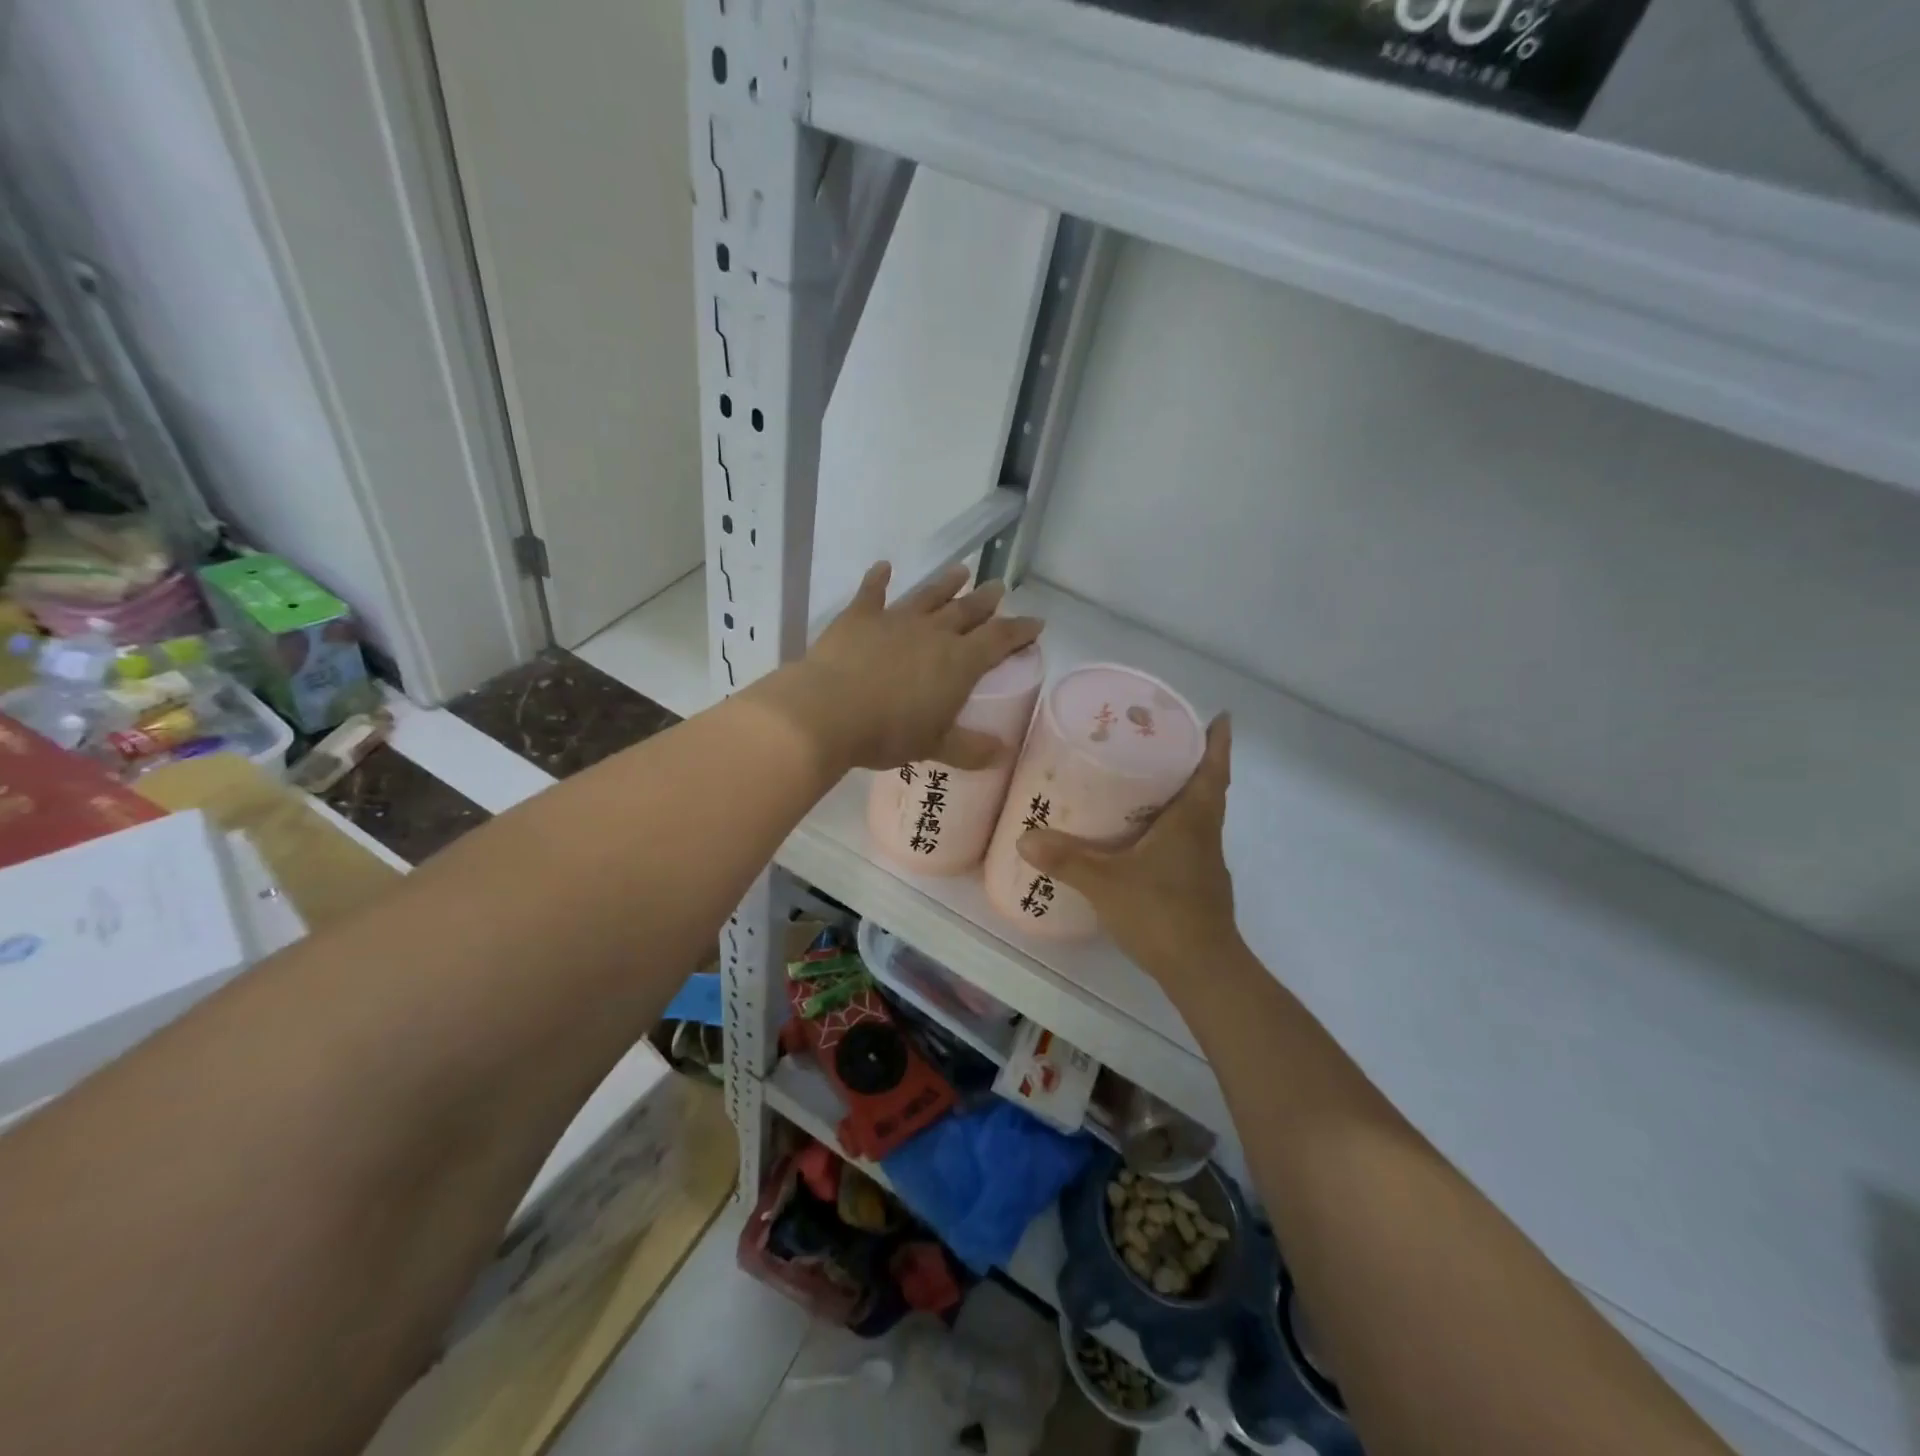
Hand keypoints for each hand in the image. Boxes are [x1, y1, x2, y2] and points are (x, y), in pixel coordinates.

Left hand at [760, 561, 1042, 773]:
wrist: (828, 712)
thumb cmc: (888, 732)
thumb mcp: (934, 746)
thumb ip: (970, 748)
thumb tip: (1001, 753)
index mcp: (959, 662)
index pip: (1000, 639)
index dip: (1020, 630)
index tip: (1036, 622)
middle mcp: (933, 633)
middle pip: (967, 610)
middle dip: (986, 600)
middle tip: (999, 588)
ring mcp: (896, 620)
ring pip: (928, 596)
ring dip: (946, 583)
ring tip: (961, 570)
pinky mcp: (859, 617)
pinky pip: (871, 592)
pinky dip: (877, 579)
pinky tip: (883, 567)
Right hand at [1019, 714, 1236, 972]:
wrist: (1203, 970)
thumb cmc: (1162, 912)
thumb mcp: (1106, 882)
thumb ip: (1067, 859)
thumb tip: (1025, 836)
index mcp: (1193, 821)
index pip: (1213, 771)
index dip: (1219, 743)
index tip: (1221, 717)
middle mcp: (1205, 836)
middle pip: (1207, 790)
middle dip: (1191, 764)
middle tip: (1159, 743)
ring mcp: (1206, 864)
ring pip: (1198, 818)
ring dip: (1181, 797)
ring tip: (1144, 784)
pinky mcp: (1200, 887)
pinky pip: (1188, 843)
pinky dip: (1171, 830)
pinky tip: (1142, 840)